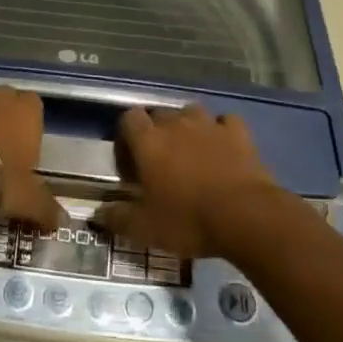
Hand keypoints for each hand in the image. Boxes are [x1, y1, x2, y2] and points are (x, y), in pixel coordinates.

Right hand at [95, 105, 286, 257]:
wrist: (245, 216)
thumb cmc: (188, 220)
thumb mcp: (145, 228)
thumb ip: (117, 219)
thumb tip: (97, 215)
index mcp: (148, 141)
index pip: (129, 118)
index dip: (127, 136)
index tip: (131, 162)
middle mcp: (175, 123)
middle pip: (159, 114)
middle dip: (157, 132)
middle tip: (160, 162)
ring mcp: (209, 124)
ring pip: (191, 112)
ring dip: (188, 127)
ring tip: (191, 152)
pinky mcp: (238, 133)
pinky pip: (225, 122)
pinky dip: (222, 131)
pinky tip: (223, 148)